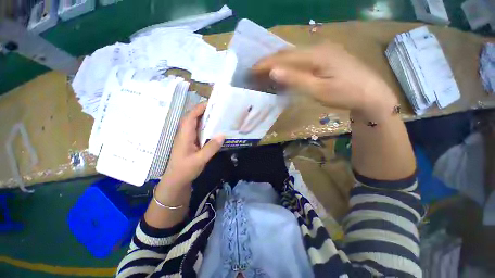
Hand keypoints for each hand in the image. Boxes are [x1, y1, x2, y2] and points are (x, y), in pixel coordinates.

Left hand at [160, 103, 224, 189]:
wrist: (176, 181)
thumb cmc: (185, 170)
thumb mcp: (200, 159)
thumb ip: (211, 147)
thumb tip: (222, 135)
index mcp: (185, 135)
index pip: (191, 116)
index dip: (199, 108)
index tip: (212, 103)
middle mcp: (185, 133)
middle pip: (193, 117)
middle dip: (203, 110)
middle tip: (218, 108)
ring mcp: (187, 138)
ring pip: (195, 123)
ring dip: (205, 118)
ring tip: (218, 115)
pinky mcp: (191, 142)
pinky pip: (198, 130)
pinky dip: (205, 126)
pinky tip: (214, 128)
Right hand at [252, 43, 397, 121]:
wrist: (371, 94)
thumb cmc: (345, 93)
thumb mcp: (318, 89)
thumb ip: (295, 79)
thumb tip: (273, 71)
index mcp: (316, 54)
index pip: (284, 57)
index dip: (266, 63)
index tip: (252, 70)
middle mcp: (318, 47)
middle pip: (288, 52)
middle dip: (270, 61)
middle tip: (256, 70)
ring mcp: (323, 51)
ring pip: (294, 54)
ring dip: (279, 62)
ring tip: (266, 70)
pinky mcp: (326, 57)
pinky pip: (302, 58)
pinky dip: (289, 64)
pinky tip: (284, 70)